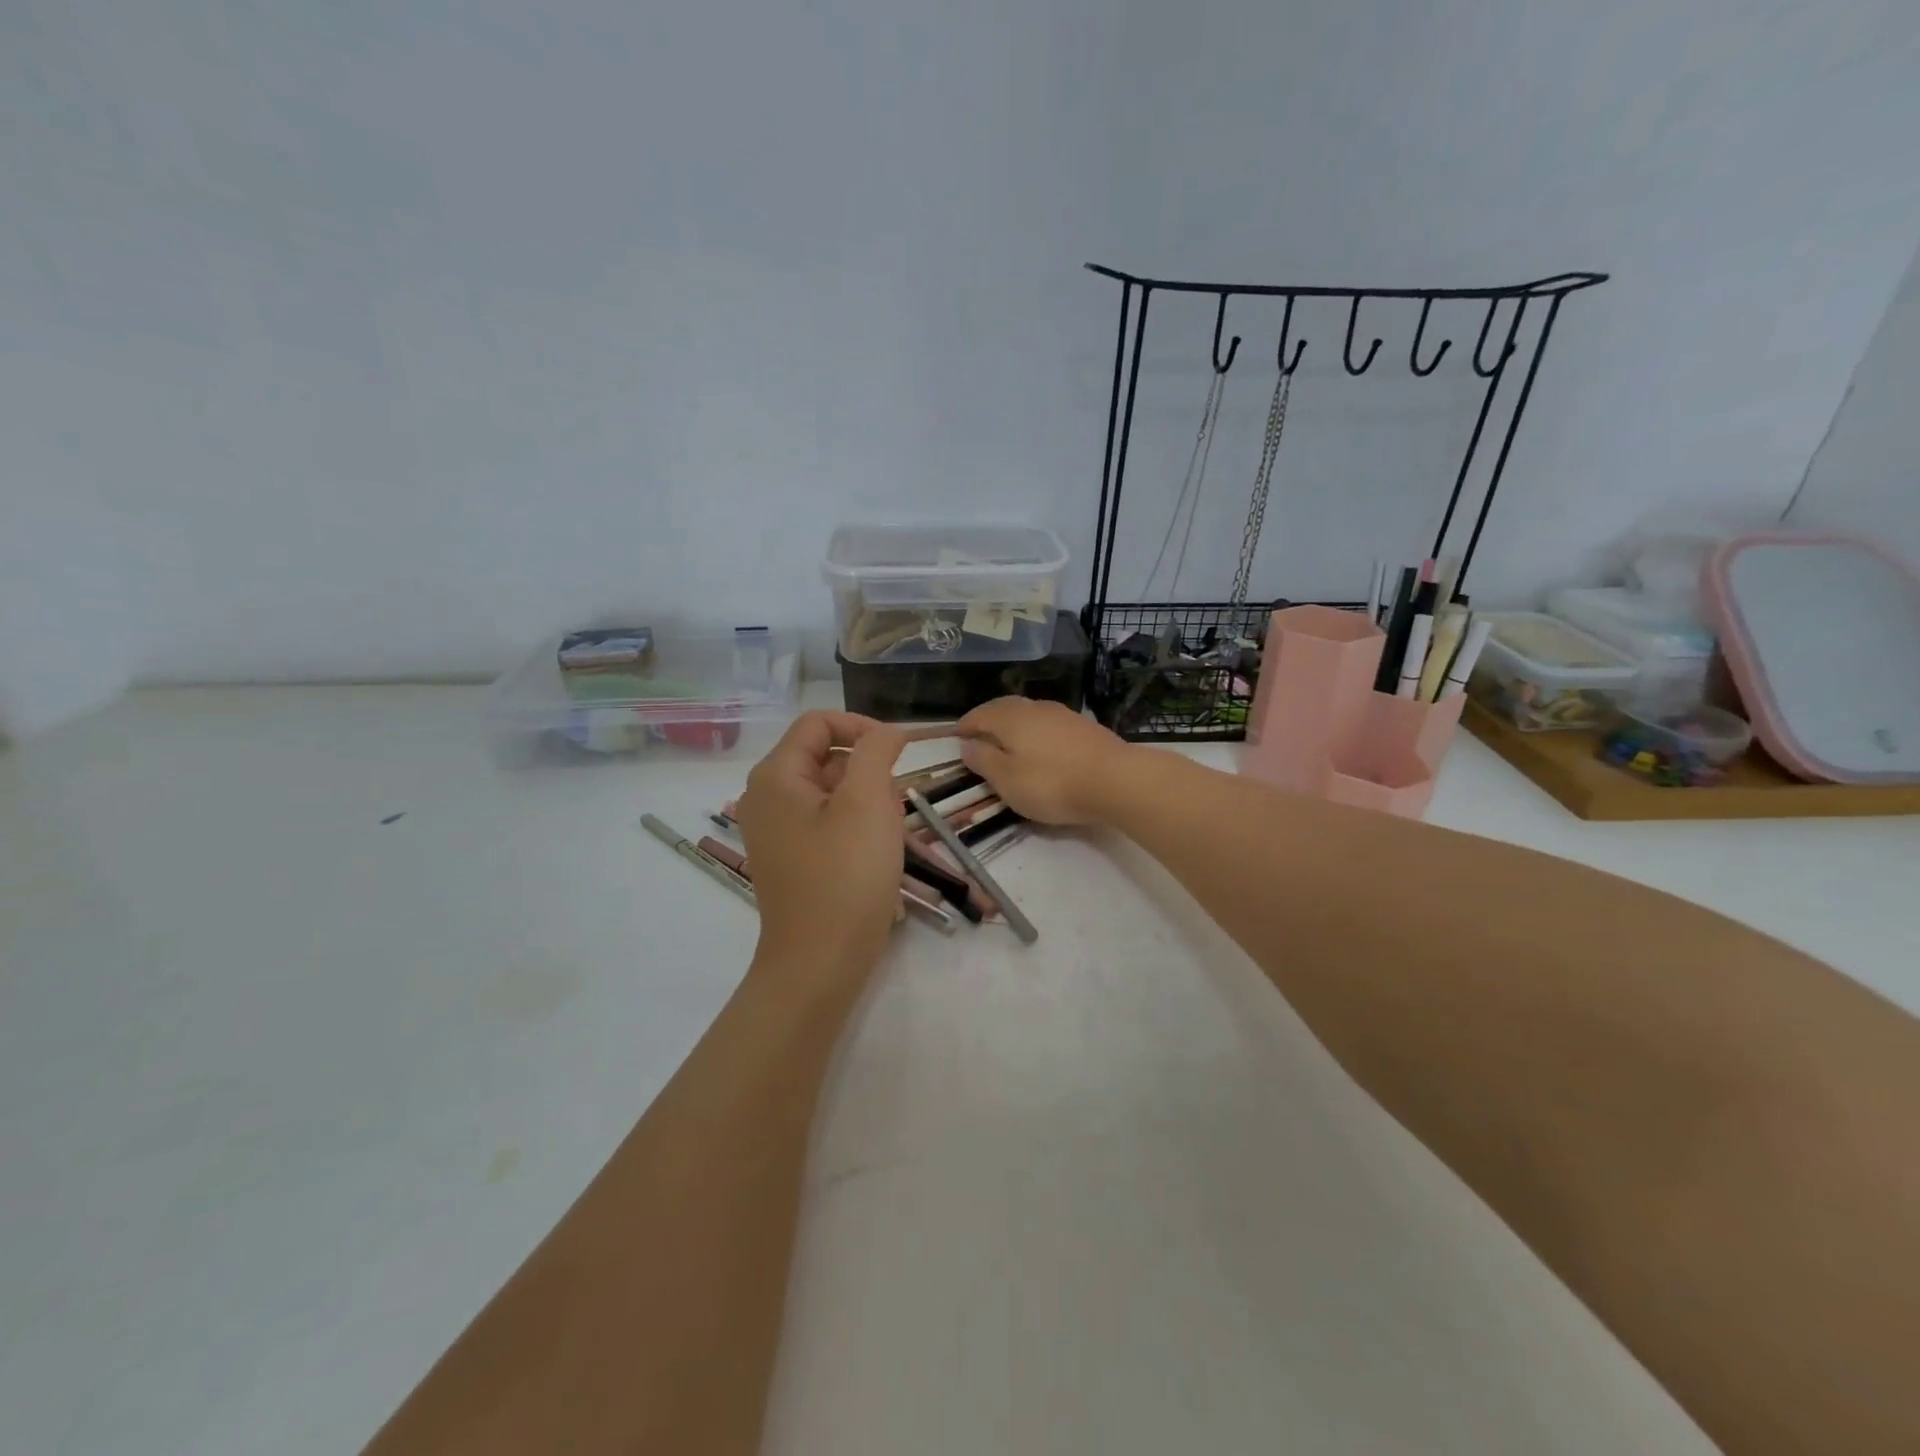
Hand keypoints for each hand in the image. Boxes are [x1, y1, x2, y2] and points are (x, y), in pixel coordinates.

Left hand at [736, 711, 906, 990]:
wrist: (820, 964)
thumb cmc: (845, 876)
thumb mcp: (868, 802)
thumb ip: (877, 751)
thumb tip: (886, 732)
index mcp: (775, 776)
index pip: (818, 723)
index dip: (862, 727)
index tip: (900, 751)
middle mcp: (767, 798)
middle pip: (825, 756)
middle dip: (868, 771)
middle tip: (895, 806)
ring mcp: (777, 831)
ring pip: (831, 791)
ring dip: (868, 801)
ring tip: (889, 834)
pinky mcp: (792, 858)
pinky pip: (828, 823)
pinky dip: (856, 826)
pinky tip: (878, 852)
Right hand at [956, 698, 1135, 825]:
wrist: (1115, 780)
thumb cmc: (1052, 783)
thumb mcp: (1008, 780)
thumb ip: (984, 761)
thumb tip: (967, 745)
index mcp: (1010, 718)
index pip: (980, 715)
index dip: (966, 725)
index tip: (957, 736)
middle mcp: (1035, 708)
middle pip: (1005, 708)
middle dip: (989, 719)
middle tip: (980, 735)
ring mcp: (1063, 714)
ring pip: (1030, 714)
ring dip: (1015, 724)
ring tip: (1009, 742)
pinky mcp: (1084, 727)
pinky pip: (1049, 724)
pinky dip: (1037, 732)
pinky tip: (1041, 747)